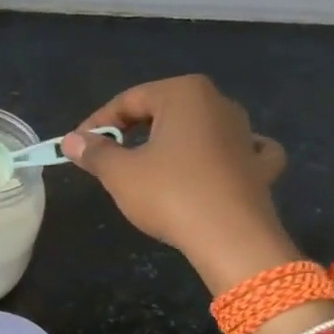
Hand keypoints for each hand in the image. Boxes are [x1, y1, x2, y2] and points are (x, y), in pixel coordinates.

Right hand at [61, 76, 295, 292]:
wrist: (232, 240)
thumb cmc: (171, 195)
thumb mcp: (120, 173)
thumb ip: (94, 152)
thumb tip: (72, 141)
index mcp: (184, 94)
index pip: (129, 100)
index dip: (98, 122)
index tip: (79, 145)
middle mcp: (219, 104)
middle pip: (164, 110)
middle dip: (134, 130)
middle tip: (108, 157)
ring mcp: (246, 134)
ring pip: (200, 128)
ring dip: (174, 140)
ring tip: (151, 163)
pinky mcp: (261, 166)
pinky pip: (240, 150)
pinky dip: (225, 154)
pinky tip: (219, 163)